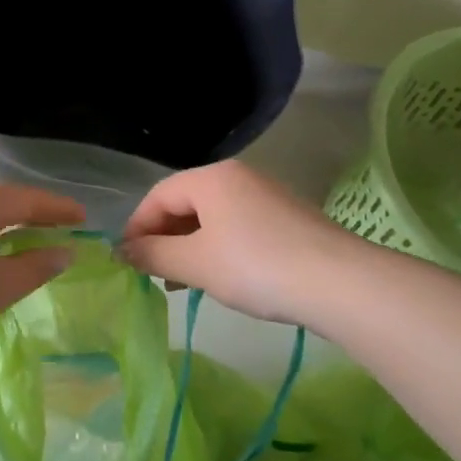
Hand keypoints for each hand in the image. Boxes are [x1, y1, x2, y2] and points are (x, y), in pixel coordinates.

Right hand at [120, 161, 361, 326]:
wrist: (338, 282)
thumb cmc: (255, 266)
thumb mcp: (196, 263)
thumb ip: (153, 255)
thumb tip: (121, 251)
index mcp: (212, 178)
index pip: (158, 195)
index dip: (137, 227)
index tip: (126, 262)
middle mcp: (238, 177)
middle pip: (185, 203)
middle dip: (163, 238)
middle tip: (153, 275)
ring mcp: (265, 196)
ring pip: (211, 218)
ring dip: (188, 247)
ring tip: (181, 283)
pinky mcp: (285, 219)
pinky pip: (237, 228)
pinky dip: (217, 249)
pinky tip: (218, 278)